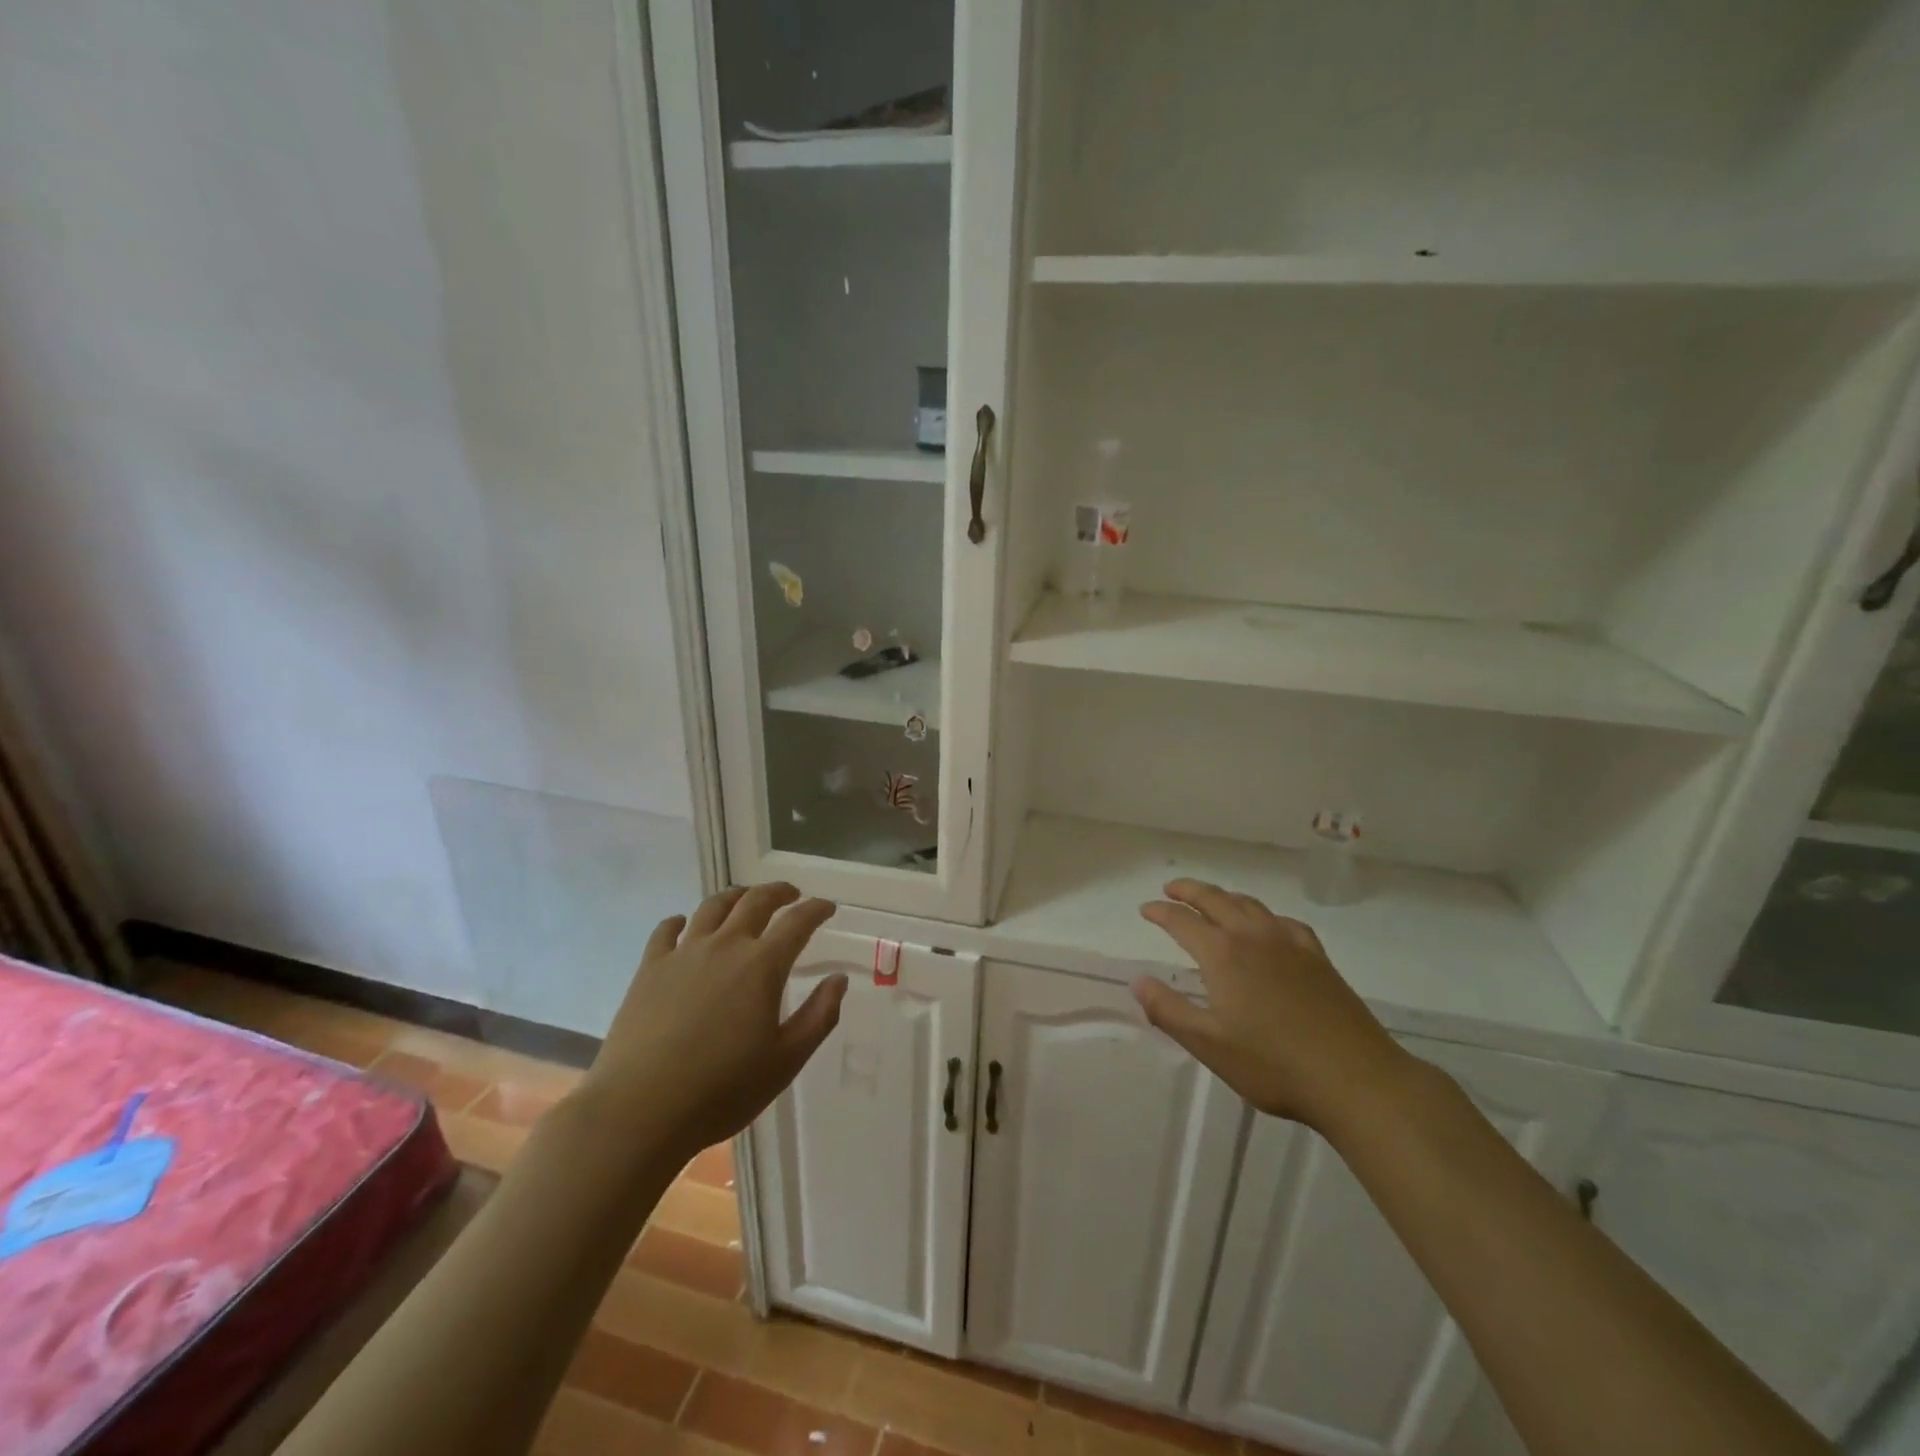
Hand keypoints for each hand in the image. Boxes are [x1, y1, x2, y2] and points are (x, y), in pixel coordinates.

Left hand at [573, 884, 845, 1161]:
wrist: (639, 1110)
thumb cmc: (722, 1090)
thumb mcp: (786, 1061)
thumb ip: (819, 1016)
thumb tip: (838, 979)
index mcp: (763, 965)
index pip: (798, 922)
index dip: (816, 910)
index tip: (827, 907)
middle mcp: (725, 946)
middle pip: (755, 901)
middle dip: (778, 892)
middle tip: (791, 895)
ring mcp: (683, 953)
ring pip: (713, 907)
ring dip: (735, 896)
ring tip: (744, 899)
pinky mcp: (649, 969)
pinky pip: (666, 930)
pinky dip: (681, 921)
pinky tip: (684, 925)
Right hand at [1132, 879, 1411, 1130]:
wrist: (1356, 1079)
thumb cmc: (1273, 1065)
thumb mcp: (1208, 1044)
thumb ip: (1168, 1010)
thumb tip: (1137, 981)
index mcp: (1222, 954)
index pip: (1181, 921)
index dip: (1160, 912)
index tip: (1145, 909)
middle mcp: (1253, 936)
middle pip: (1215, 899)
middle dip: (1189, 890)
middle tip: (1171, 888)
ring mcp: (1289, 943)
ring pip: (1250, 904)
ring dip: (1224, 896)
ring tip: (1212, 900)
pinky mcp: (1317, 958)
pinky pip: (1284, 921)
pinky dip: (1265, 915)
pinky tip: (1268, 927)